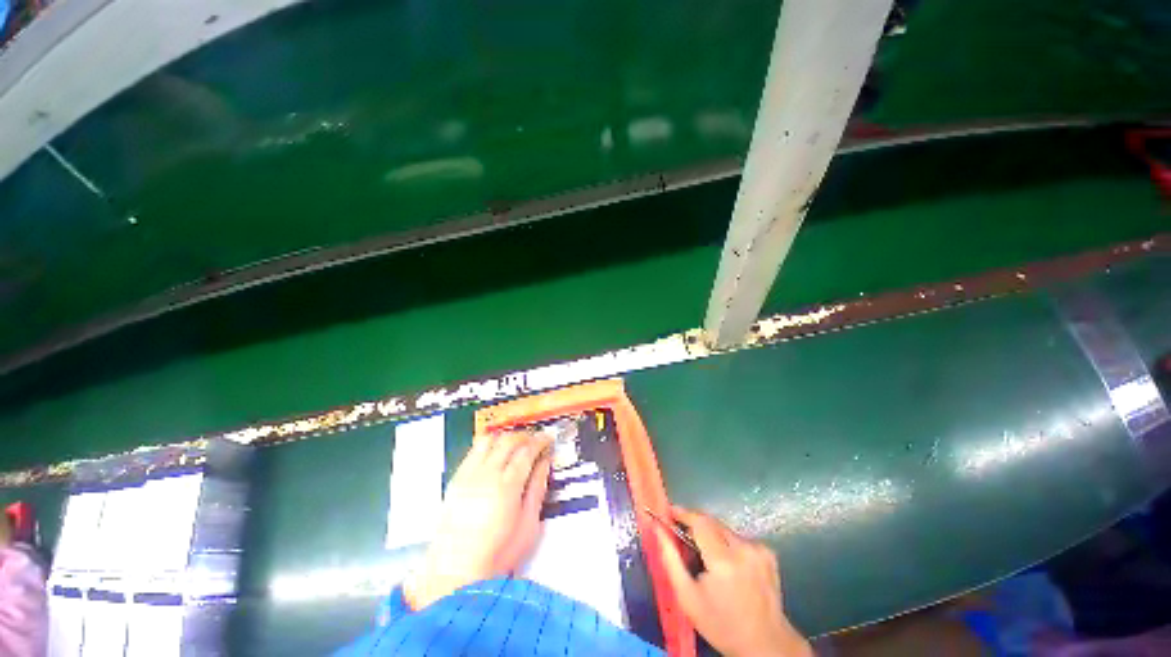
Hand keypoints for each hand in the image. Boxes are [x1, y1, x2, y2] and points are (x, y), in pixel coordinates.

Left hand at [407, 430, 552, 608]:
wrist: (455, 572)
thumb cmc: (495, 554)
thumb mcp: (528, 525)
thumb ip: (537, 488)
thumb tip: (544, 464)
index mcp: (507, 486)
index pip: (527, 450)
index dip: (540, 440)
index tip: (547, 438)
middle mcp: (486, 475)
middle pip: (508, 440)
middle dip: (525, 435)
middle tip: (534, 440)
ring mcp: (468, 476)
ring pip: (489, 440)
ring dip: (505, 437)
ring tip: (515, 444)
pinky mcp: (456, 480)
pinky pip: (473, 451)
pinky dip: (487, 445)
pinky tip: (494, 453)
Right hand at [657, 506, 811, 656]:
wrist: (766, 644)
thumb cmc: (721, 624)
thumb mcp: (687, 597)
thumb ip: (670, 559)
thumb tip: (658, 528)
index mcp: (723, 560)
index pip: (700, 521)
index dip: (683, 513)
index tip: (669, 511)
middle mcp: (743, 549)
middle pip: (712, 523)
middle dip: (695, 525)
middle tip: (682, 536)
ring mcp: (759, 550)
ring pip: (725, 530)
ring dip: (711, 536)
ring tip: (705, 556)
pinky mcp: (768, 553)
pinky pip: (739, 538)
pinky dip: (728, 544)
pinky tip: (728, 565)